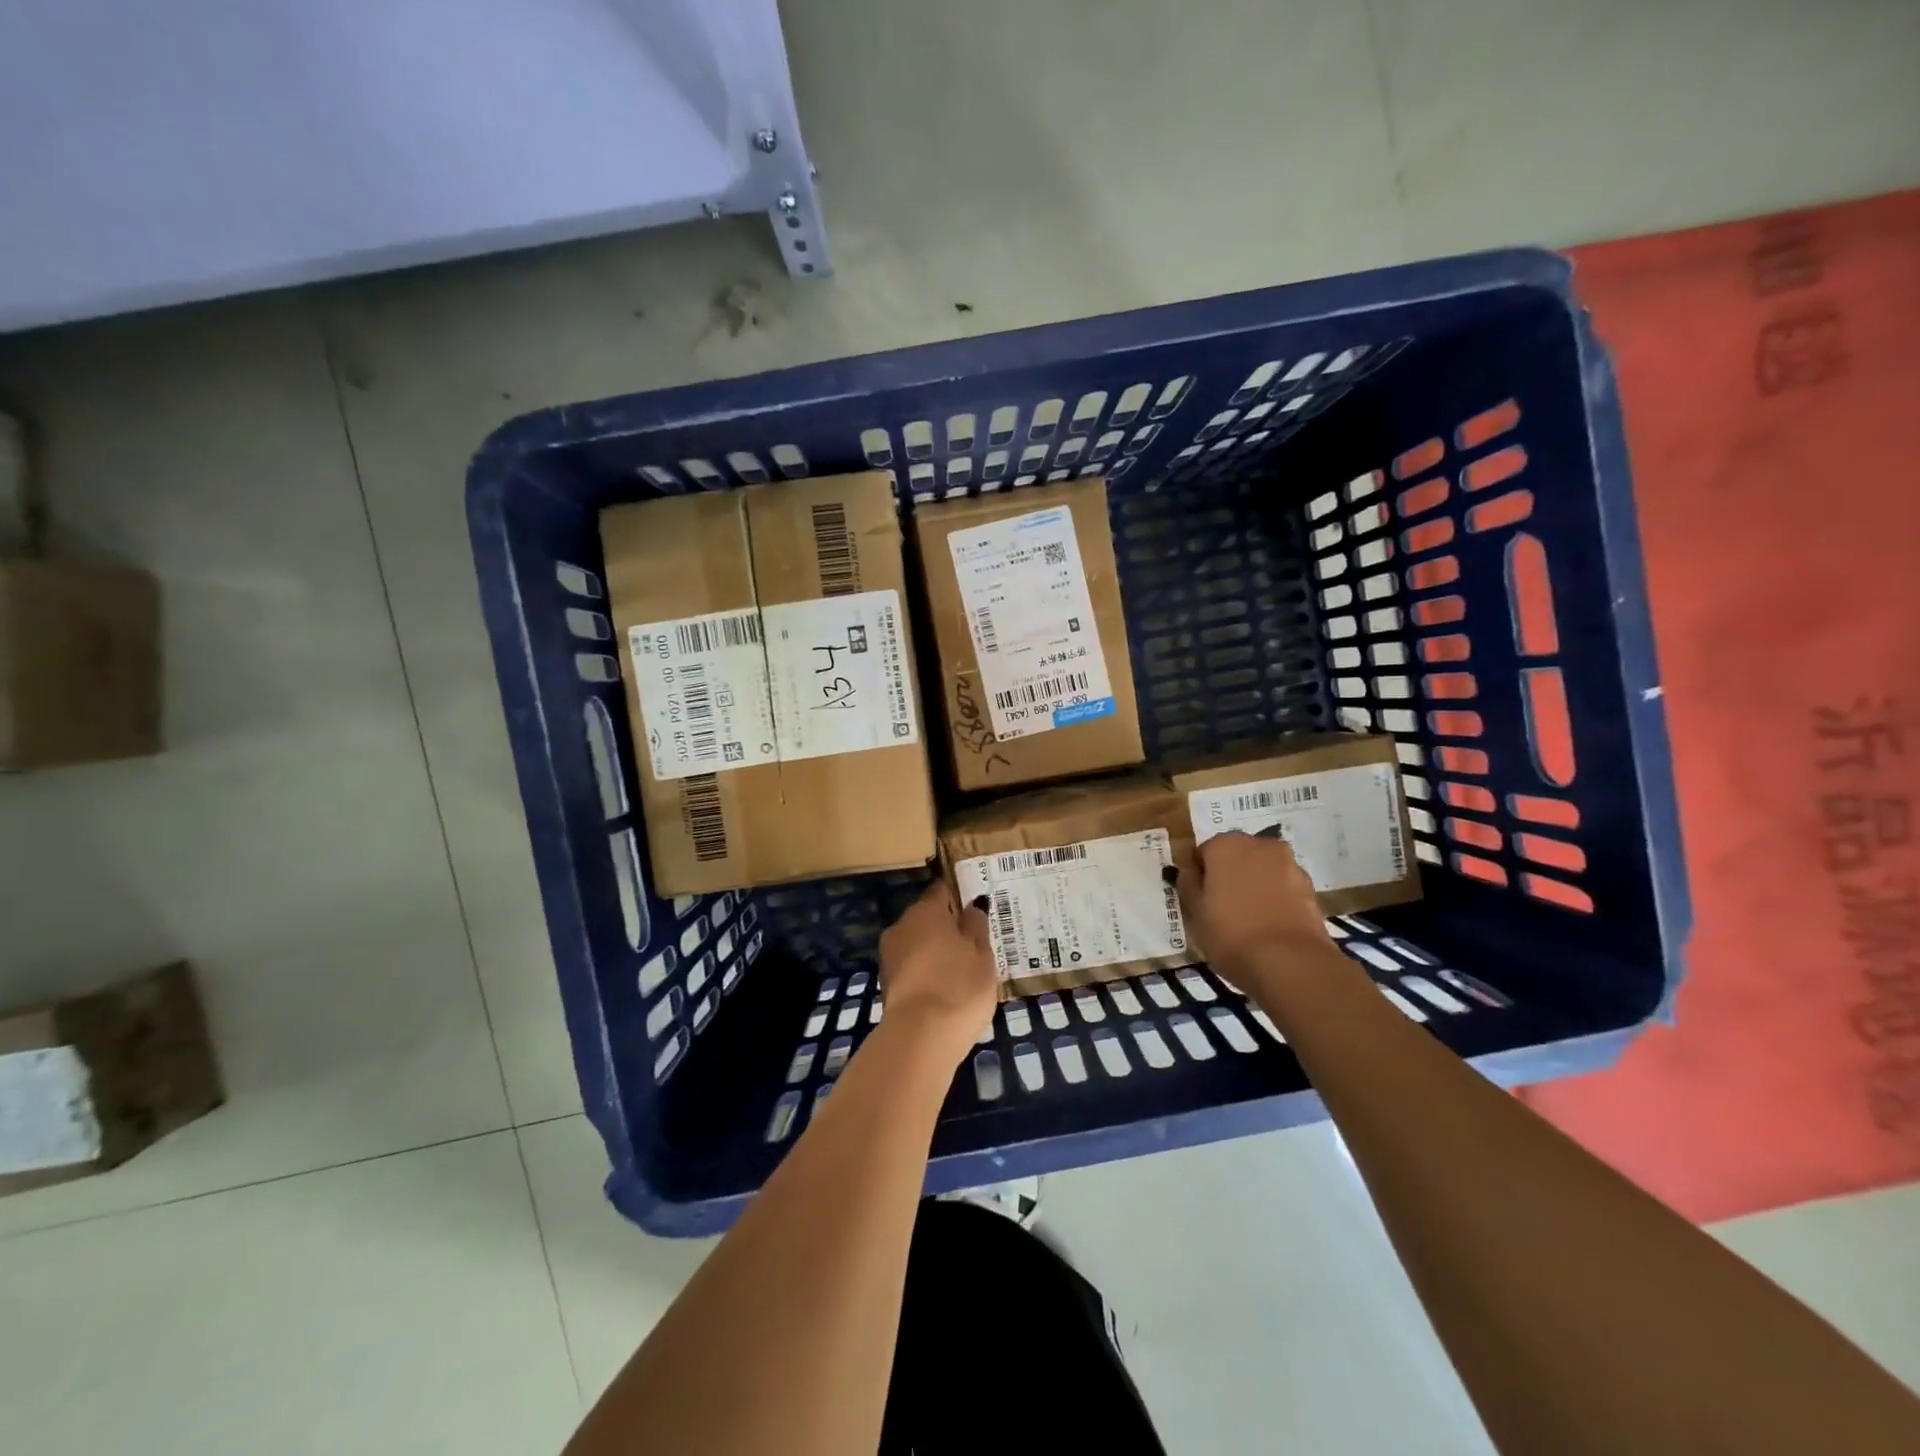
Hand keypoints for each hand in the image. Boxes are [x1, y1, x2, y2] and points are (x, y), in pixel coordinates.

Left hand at [879, 881, 997, 1062]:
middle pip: (927, 917)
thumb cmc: (959, 985)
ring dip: (936, 951)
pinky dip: (926, 972)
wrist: (920, 1037)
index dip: (960, 896)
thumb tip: (972, 905)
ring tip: (962, 970)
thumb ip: (977, 925)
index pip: (942, 890)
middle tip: (974, 943)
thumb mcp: (982, 953)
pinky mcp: (886, 983)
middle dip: (948, 927)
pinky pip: (912, 967)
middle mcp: (902, 925)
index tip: (977, 909)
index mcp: (925, 910)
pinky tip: (945, 989)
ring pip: (917, 943)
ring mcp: (890, 955)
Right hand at [1174, 833, 1342, 989]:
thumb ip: (1188, 885)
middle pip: (1236, 856)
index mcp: (1225, 845)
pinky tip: (1270, 925)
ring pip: (1262, 870)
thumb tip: (1189, 871)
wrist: (1291, 963)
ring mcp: (1289, 864)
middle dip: (1229, 875)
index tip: (1200, 899)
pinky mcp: (1310, 887)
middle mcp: (1259, 845)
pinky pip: (1283, 886)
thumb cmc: (1231, 934)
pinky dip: (1275, 898)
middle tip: (1223, 907)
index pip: (1204, 853)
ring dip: (1254, 884)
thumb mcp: (1194, 913)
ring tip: (1249, 919)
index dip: (1200, 875)